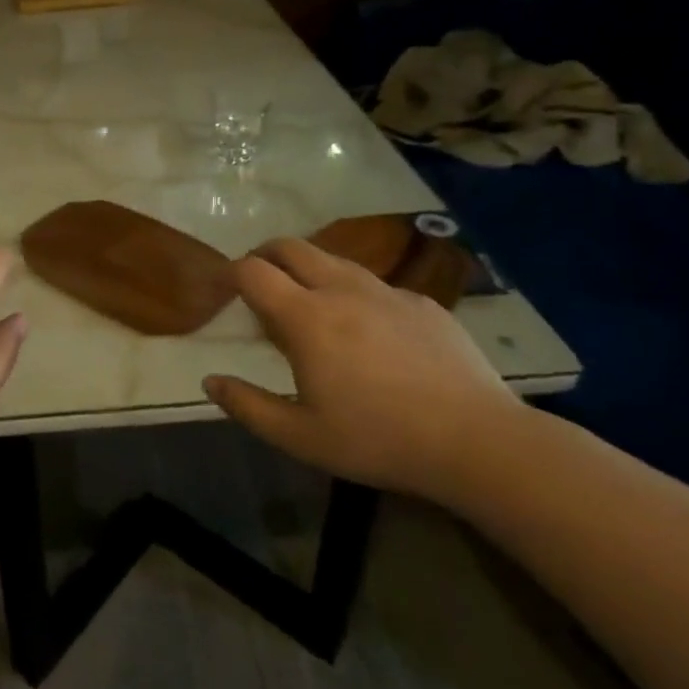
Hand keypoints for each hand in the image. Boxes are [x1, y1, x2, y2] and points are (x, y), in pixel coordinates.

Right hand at [204, 237, 524, 501]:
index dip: (231, 273)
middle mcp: (343, 290)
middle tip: (258, 282)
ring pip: (334, 260)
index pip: (254, 272)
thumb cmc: (378, 439)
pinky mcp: (423, 303)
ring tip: (308, 304)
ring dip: (308, 270)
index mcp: (306, 318)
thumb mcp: (299, 437)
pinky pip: (375, 285)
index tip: (224, 289)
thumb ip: (247, 406)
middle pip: (292, 247)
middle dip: (265, 255)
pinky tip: (367, 332)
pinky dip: (353, 294)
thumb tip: (210, 381)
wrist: (477, 441)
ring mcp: (387, 293)